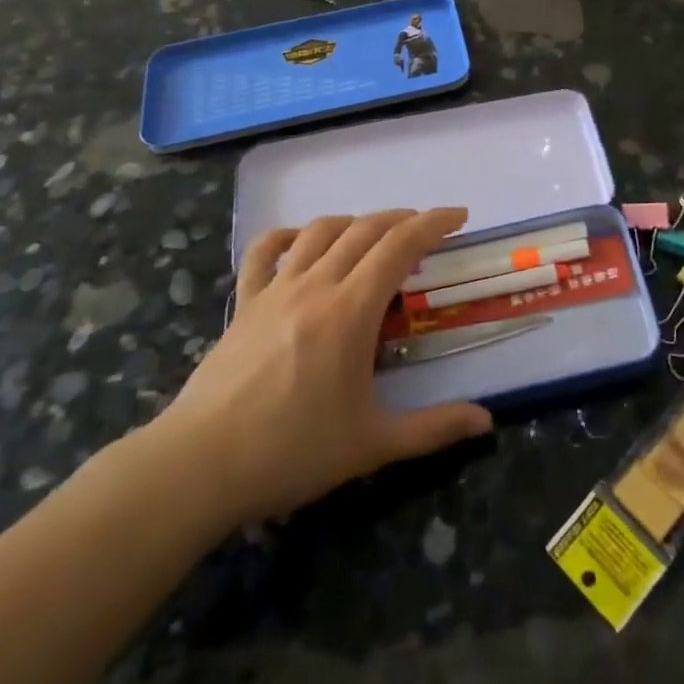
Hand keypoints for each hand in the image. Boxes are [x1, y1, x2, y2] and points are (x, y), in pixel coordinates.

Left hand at [148, 208, 492, 529]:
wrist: (197, 467)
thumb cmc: (291, 453)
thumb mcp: (372, 445)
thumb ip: (433, 429)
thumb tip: (486, 421)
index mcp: (351, 311)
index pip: (400, 246)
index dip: (433, 223)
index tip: (459, 216)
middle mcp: (315, 286)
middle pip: (364, 230)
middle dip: (402, 219)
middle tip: (427, 229)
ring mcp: (274, 290)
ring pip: (320, 231)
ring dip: (355, 222)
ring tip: (375, 233)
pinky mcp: (244, 304)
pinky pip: (264, 251)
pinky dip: (288, 235)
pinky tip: (301, 240)